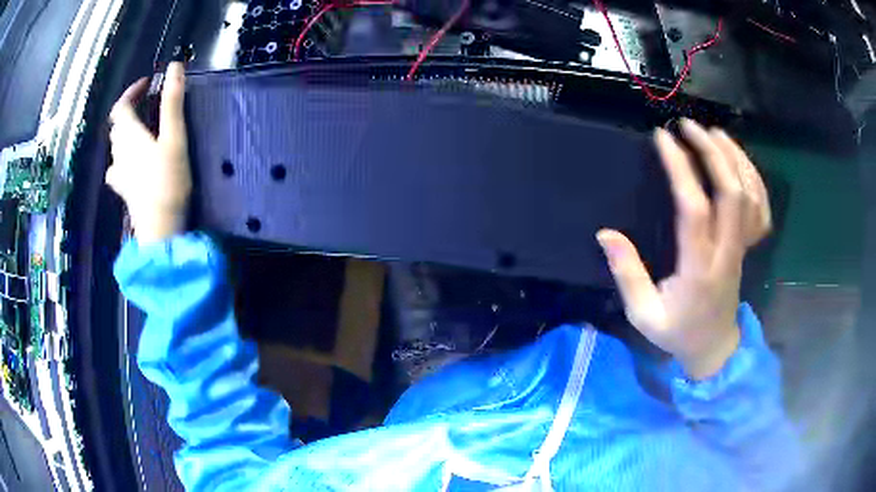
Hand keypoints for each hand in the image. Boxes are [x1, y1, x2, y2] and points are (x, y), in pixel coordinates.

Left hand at [106, 62, 190, 242]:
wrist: (160, 228)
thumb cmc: (168, 181)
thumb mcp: (174, 137)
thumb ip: (173, 101)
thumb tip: (175, 66)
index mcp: (129, 135)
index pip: (121, 106)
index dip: (131, 91)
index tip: (148, 83)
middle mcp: (119, 152)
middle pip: (117, 125)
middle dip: (130, 110)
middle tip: (148, 104)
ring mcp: (119, 173)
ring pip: (116, 145)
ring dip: (126, 132)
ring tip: (142, 129)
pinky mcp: (123, 189)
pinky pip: (116, 168)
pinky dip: (122, 158)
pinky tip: (129, 163)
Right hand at [597, 119, 770, 379]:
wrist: (715, 347)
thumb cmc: (678, 332)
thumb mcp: (644, 314)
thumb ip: (627, 274)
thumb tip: (606, 234)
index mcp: (698, 269)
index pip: (694, 209)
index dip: (680, 168)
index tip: (663, 138)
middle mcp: (726, 253)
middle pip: (731, 193)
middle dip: (711, 152)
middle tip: (689, 126)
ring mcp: (742, 248)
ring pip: (749, 196)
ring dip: (734, 158)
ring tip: (713, 132)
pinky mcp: (747, 246)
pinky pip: (760, 208)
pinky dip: (753, 178)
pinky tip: (738, 160)